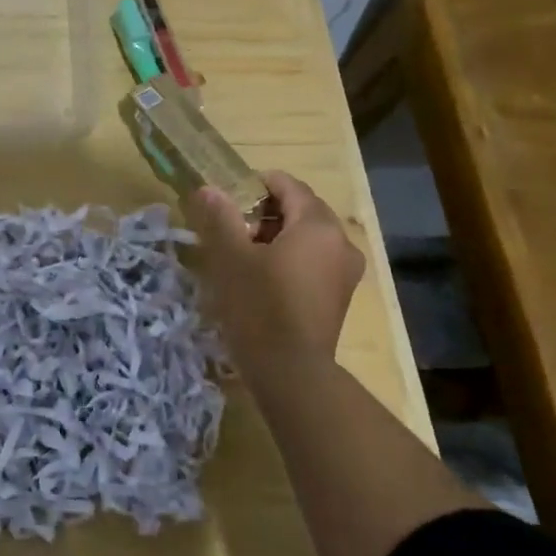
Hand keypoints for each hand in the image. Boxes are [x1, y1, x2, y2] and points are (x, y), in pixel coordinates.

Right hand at [186, 170, 365, 372]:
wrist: (291, 372)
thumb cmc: (259, 306)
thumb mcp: (231, 258)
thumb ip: (220, 218)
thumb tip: (209, 189)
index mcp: (317, 225)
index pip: (289, 185)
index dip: (258, 184)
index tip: (230, 196)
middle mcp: (341, 242)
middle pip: (302, 210)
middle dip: (267, 212)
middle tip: (232, 226)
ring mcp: (346, 271)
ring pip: (310, 237)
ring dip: (278, 236)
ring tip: (245, 253)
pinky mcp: (340, 296)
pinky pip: (316, 261)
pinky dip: (292, 258)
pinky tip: (265, 277)